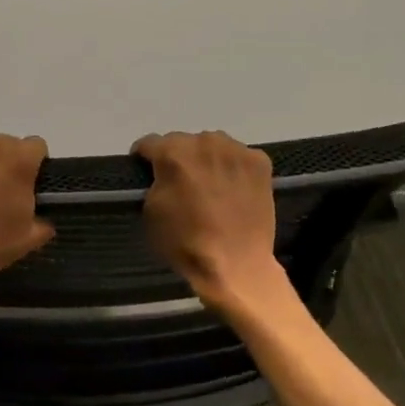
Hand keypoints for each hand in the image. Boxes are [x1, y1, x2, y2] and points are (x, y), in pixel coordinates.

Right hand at [135, 131, 289, 314]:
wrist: (236, 264)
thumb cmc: (186, 241)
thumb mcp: (151, 211)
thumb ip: (154, 181)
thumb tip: (161, 172)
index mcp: (172, 153)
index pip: (149, 143)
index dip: (144, 158)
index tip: (146, 171)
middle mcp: (204, 141)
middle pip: (182, 141)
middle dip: (178, 158)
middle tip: (182, 183)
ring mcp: (235, 150)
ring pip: (212, 145)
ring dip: (206, 159)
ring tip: (210, 185)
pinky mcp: (259, 161)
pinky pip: (238, 156)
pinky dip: (233, 167)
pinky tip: (234, 189)